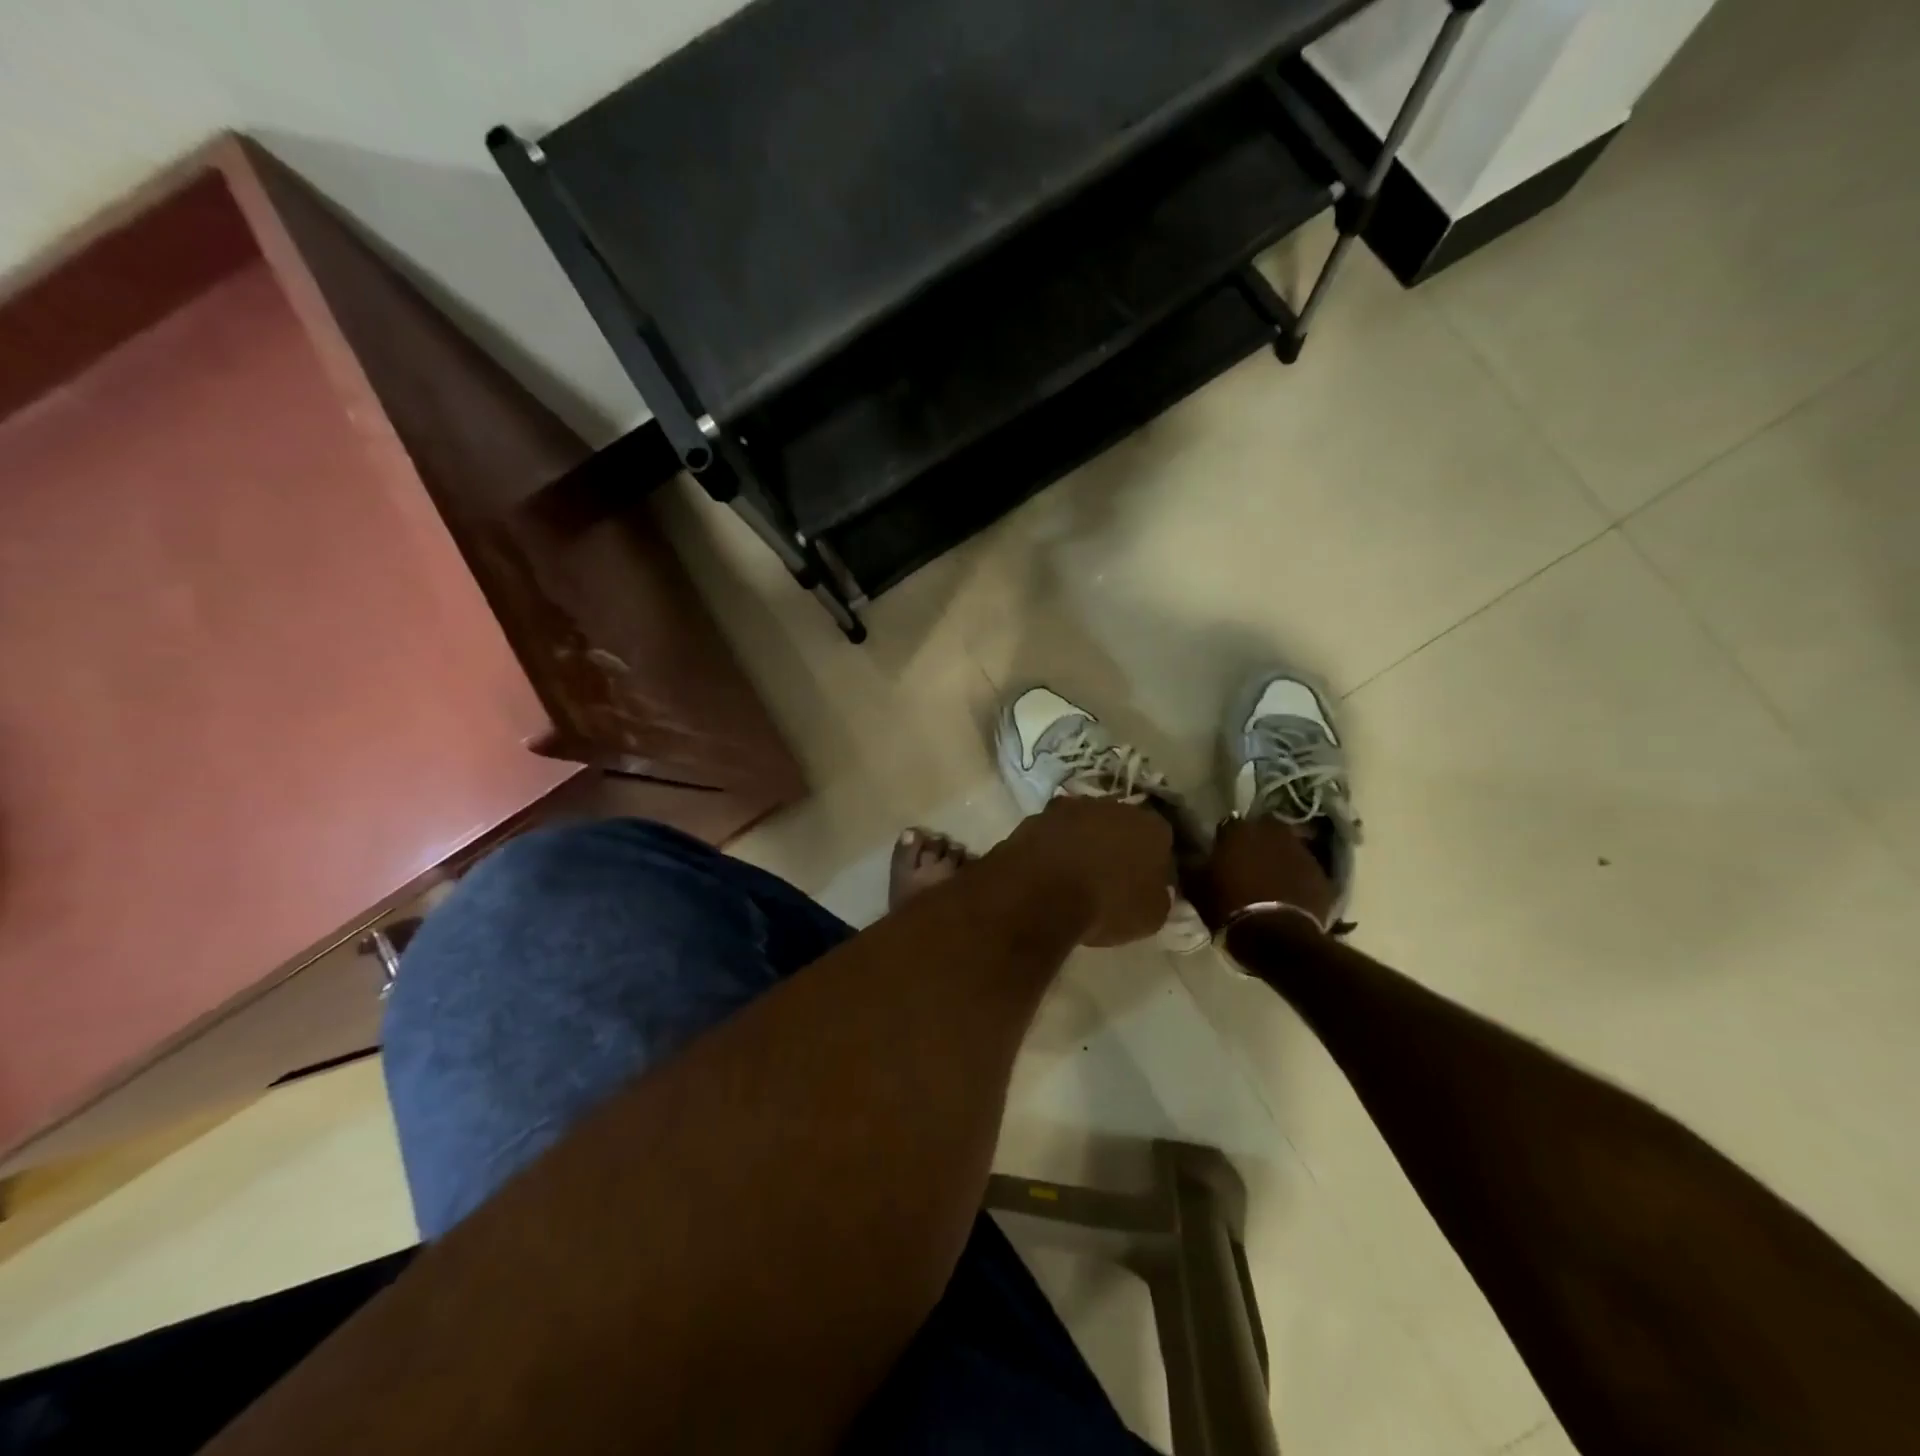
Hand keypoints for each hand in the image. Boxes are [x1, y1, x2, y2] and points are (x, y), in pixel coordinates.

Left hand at [1000, 797, 1173, 946]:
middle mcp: (1114, 806)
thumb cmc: (1107, 905)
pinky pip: (1054, 832)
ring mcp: (1071, 806)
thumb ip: (1159, 895)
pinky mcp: (1037, 816)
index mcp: (1151, 827)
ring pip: (1085, 824)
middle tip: (1110, 877)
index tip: (1145, 884)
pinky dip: (1054, 847)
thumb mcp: (1151, 916)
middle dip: (1118, 846)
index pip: (1162, 841)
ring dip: (1083, 842)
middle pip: (1122, 825)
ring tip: (1075, 876)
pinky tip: (1048, 871)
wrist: (1041, 893)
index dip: (1154, 863)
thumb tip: (1154, 888)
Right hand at [1187, 814, 1335, 930]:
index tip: (1221, 857)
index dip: (1225, 840)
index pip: (1229, 824)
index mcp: (1239, 830)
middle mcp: (1273, 832)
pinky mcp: (1322, 875)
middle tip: (1248, 864)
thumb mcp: (1196, 887)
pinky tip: (1289, 895)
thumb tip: (1189, 855)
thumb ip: (1191, 864)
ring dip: (1279, 858)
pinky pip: (1305, 870)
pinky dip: (1297, 878)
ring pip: (1287, 848)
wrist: (1276, 937)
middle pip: (1263, 830)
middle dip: (1257, 843)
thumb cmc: (1229, 907)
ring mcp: (1302, 852)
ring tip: (1270, 881)